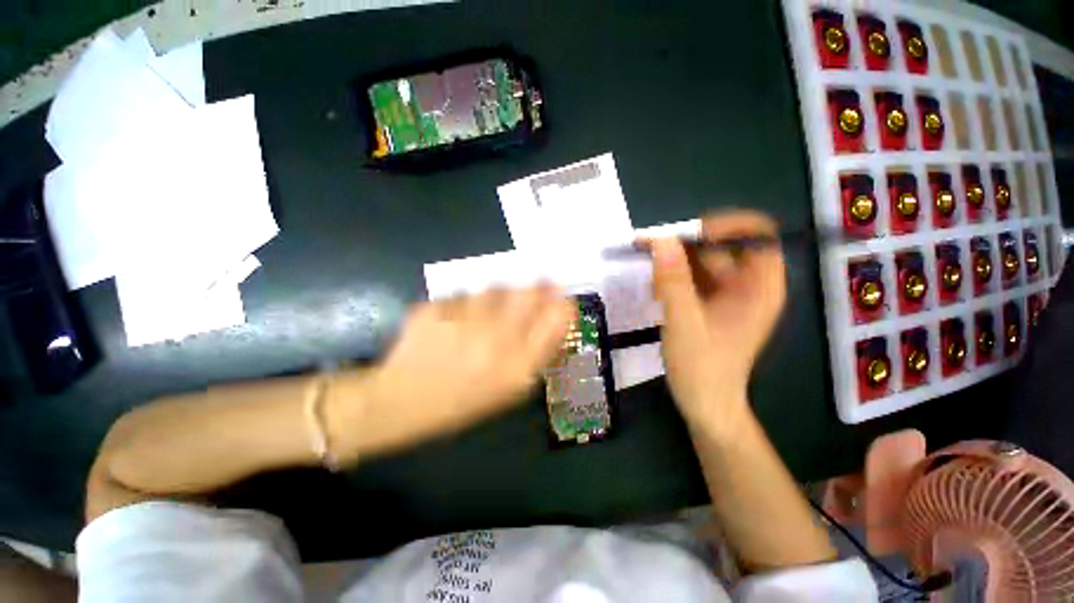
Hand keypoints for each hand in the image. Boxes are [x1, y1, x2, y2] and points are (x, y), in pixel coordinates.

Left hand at [333, 286, 574, 455]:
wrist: (402, 402)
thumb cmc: (464, 401)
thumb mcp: (510, 389)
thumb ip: (538, 354)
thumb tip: (558, 318)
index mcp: (518, 367)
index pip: (557, 318)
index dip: (563, 302)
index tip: (561, 296)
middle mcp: (495, 342)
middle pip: (530, 292)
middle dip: (538, 285)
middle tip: (538, 282)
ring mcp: (463, 323)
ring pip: (495, 287)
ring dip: (499, 293)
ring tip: (487, 308)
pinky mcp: (436, 310)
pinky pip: (463, 293)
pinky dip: (465, 301)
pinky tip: (455, 318)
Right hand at [652, 210, 786, 429]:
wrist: (705, 404)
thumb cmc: (702, 368)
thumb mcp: (684, 322)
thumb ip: (673, 280)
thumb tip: (661, 239)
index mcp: (760, 287)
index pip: (756, 234)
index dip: (726, 226)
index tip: (689, 235)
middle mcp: (748, 285)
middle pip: (722, 246)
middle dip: (687, 247)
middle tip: (651, 251)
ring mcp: (729, 294)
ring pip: (702, 262)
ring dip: (674, 264)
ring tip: (651, 279)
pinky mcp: (711, 303)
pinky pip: (692, 278)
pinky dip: (673, 279)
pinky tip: (656, 291)